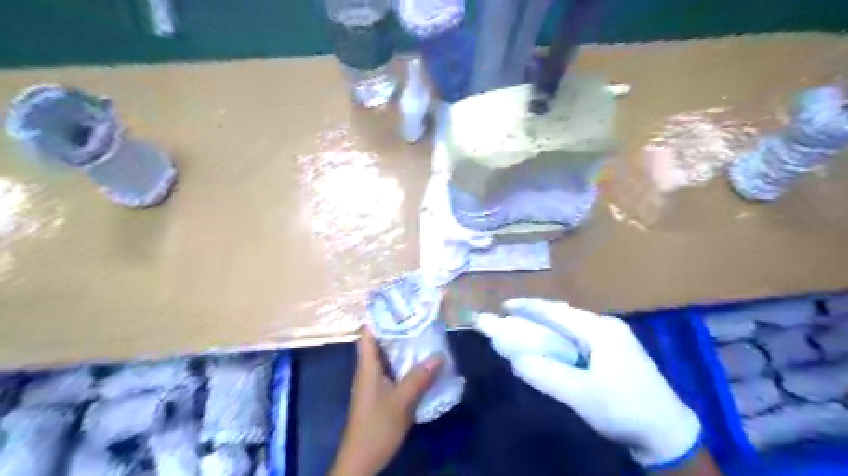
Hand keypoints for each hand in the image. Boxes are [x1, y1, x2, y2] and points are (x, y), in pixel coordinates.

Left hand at [329, 330, 444, 475]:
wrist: (361, 461)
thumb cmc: (376, 427)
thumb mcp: (401, 402)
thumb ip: (419, 378)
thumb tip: (439, 355)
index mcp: (367, 367)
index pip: (367, 333)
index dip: (379, 317)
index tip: (397, 305)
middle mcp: (368, 370)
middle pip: (379, 342)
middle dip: (396, 329)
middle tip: (417, 316)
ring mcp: (374, 383)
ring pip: (387, 357)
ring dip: (401, 346)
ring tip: (422, 334)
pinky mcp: (380, 394)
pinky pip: (392, 370)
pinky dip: (404, 363)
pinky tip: (420, 363)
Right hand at [475, 298, 702, 468]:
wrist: (668, 434)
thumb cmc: (625, 410)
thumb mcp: (582, 395)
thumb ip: (546, 374)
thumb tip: (515, 358)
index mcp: (601, 329)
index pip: (557, 311)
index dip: (530, 307)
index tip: (505, 306)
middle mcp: (607, 326)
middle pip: (564, 314)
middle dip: (536, 314)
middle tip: (509, 319)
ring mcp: (613, 337)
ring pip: (571, 325)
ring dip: (547, 326)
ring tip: (524, 329)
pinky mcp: (614, 350)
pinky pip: (578, 336)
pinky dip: (559, 337)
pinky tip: (550, 345)